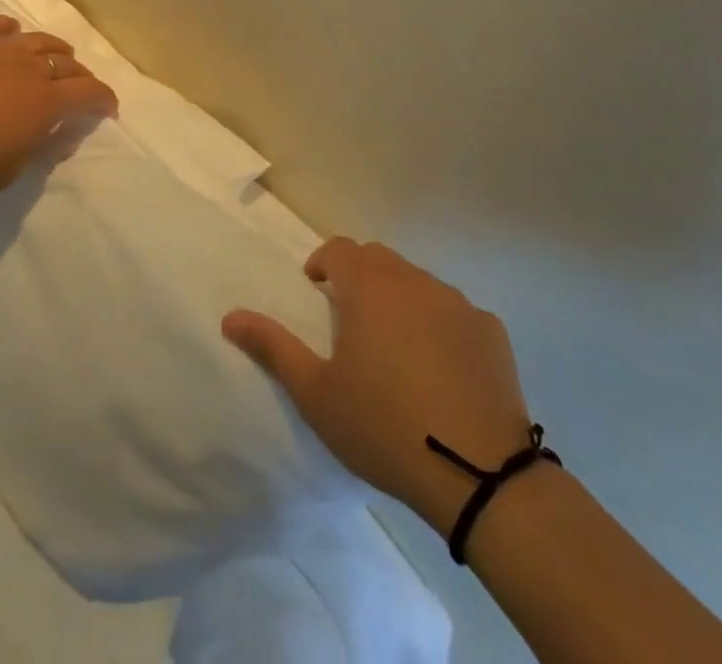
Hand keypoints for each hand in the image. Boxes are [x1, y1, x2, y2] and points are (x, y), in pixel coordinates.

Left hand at [0, 15, 117, 200]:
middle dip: (81, 77)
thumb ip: (38, 151)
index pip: (89, 93)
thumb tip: (61, 135)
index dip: (104, 100)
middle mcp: (27, 67)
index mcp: (43, 102)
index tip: (108, 110)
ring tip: (57, 56)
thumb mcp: (4, 174)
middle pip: (67, 63)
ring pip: (37, 40)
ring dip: (54, 49)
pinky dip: (12, 30)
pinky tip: (11, 33)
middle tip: (80, 90)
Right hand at [224, 239, 534, 533]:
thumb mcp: (316, 393)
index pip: (340, 249)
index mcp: (369, 286)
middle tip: (350, 318)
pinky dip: (440, 325)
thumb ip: (272, 347)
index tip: (317, 288)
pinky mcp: (491, 330)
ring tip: (394, 346)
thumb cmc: (383, 425)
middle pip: (379, 260)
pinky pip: (455, 312)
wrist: (477, 472)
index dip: (324, 262)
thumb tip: (230, 317)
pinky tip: (440, 368)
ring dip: (400, 298)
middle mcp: (414, 280)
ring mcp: (458, 303)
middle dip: (359, 276)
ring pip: (419, 283)